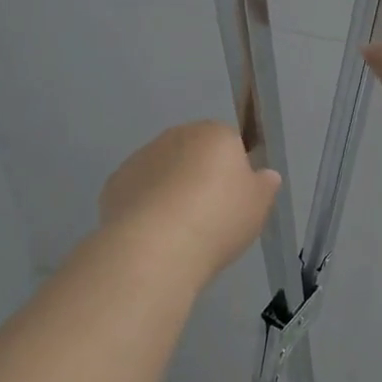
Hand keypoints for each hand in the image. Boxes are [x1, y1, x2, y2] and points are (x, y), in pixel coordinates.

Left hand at [99, 121, 280, 281]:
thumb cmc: (218, 219)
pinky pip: (138, 191)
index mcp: (215, 134)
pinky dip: (144, 206)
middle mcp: (176, 135)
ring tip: (178, 232)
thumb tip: (265, 174)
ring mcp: (142, 157)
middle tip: (209, 216)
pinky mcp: (116, 183)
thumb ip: (265, 185)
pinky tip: (152, 235)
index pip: (230, 142)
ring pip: (163, 170)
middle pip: (194, 153)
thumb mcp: (258, 206)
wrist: (157, 247)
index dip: (233, 171)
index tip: (234, 201)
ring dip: (170, 190)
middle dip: (200, 177)